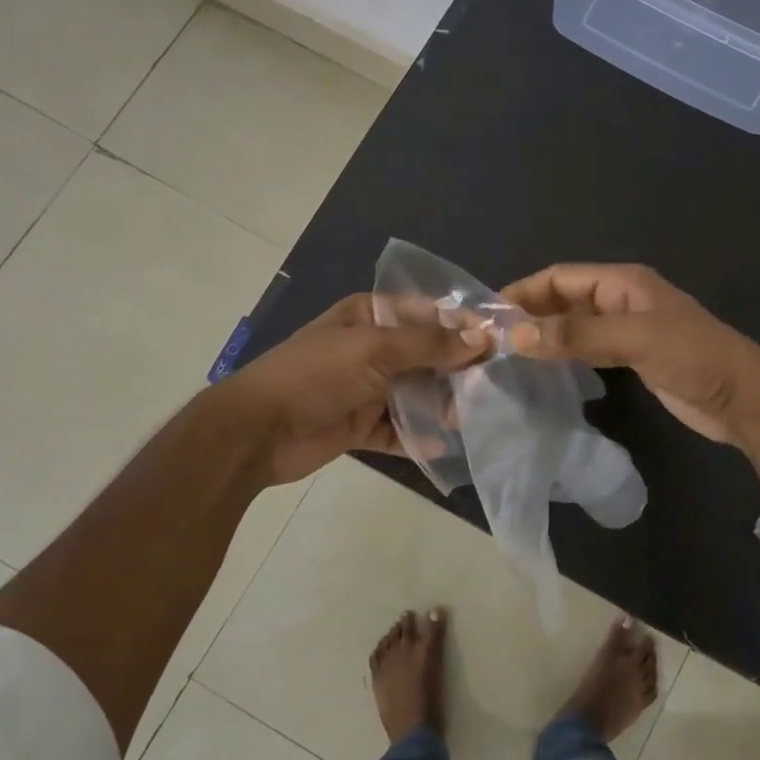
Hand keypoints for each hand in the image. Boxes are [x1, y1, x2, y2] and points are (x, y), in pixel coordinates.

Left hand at [217, 294, 487, 484]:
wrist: (259, 430)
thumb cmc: (317, 375)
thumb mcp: (375, 349)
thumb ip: (429, 345)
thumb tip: (481, 339)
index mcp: (368, 316)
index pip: (425, 314)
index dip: (461, 325)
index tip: (500, 339)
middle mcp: (370, 349)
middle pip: (424, 355)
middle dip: (456, 369)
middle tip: (494, 383)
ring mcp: (365, 388)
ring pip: (414, 394)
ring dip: (440, 405)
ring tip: (473, 416)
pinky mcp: (360, 425)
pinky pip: (397, 429)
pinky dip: (416, 437)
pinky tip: (440, 445)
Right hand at [499, 264, 759, 445]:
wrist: (742, 398)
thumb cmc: (692, 356)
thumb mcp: (634, 338)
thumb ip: (576, 335)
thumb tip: (515, 335)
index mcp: (623, 282)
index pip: (561, 277)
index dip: (524, 291)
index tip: (488, 315)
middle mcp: (621, 300)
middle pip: (564, 298)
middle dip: (530, 313)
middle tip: (491, 339)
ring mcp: (627, 330)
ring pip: (574, 325)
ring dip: (544, 335)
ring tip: (507, 354)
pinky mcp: (631, 358)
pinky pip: (587, 348)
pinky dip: (564, 353)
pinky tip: (543, 369)